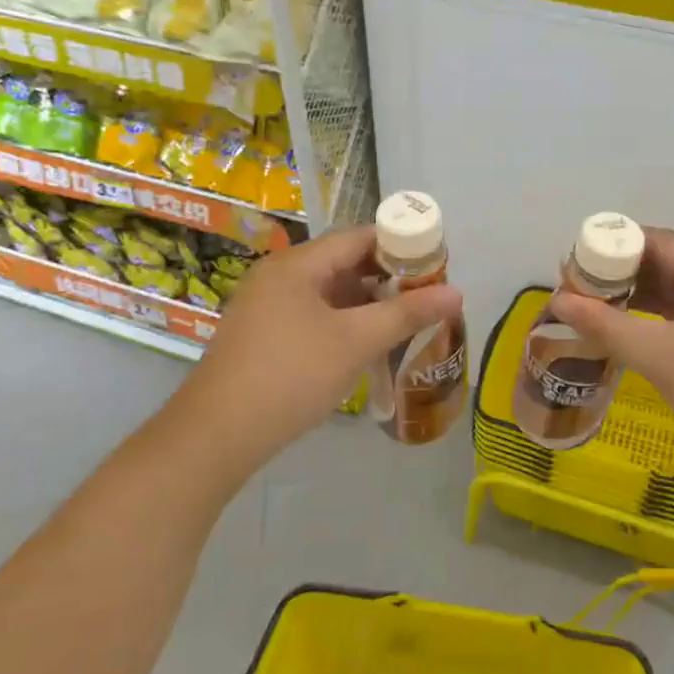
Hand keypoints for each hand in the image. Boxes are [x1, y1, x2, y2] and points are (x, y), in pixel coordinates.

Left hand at [168, 227, 462, 482]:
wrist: (216, 435)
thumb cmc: (289, 376)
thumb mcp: (355, 342)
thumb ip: (407, 314)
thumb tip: (457, 293)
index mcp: (296, 264)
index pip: (358, 237)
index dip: (400, 245)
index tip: (436, 263)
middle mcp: (279, 276)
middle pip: (343, 263)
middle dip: (387, 278)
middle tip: (426, 297)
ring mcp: (267, 306)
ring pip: (329, 293)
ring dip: (367, 304)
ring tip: (405, 321)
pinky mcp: (263, 335)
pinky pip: (314, 315)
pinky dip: (344, 323)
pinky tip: (367, 344)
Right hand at [550, 228, 673, 490]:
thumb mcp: (660, 355)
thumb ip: (606, 324)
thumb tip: (557, 299)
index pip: (660, 241)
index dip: (614, 247)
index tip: (575, 263)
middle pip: (667, 263)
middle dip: (621, 274)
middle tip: (576, 288)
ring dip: (635, 298)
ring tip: (591, 308)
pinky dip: (654, 320)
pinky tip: (625, 330)